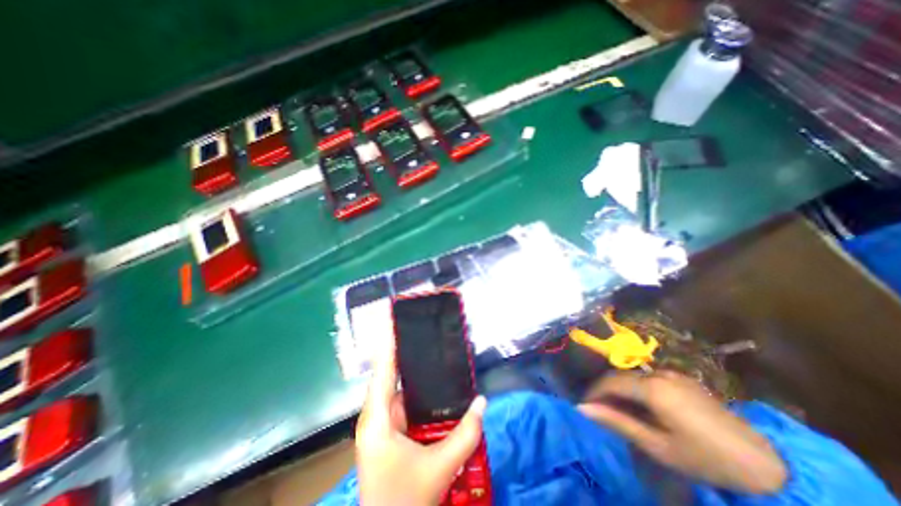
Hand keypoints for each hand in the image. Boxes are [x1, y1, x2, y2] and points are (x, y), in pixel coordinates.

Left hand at [355, 333, 490, 503]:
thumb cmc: (407, 501)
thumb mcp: (440, 467)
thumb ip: (466, 434)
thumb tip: (482, 401)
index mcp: (377, 419)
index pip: (383, 371)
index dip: (390, 345)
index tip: (397, 322)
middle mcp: (375, 416)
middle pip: (389, 375)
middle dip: (405, 353)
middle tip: (425, 334)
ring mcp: (381, 425)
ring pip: (397, 389)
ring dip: (412, 372)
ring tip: (431, 352)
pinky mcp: (388, 433)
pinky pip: (402, 402)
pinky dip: (415, 391)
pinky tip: (431, 385)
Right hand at [582, 372, 785, 493]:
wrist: (765, 462)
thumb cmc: (705, 457)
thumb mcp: (657, 445)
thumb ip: (618, 422)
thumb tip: (583, 409)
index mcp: (651, 388)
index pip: (610, 382)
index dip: (593, 392)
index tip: (584, 405)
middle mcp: (657, 374)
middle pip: (619, 376)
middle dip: (604, 390)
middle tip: (597, 408)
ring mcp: (671, 373)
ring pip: (632, 375)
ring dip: (619, 388)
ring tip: (616, 408)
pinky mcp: (681, 378)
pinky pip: (647, 377)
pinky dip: (635, 388)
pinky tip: (640, 405)